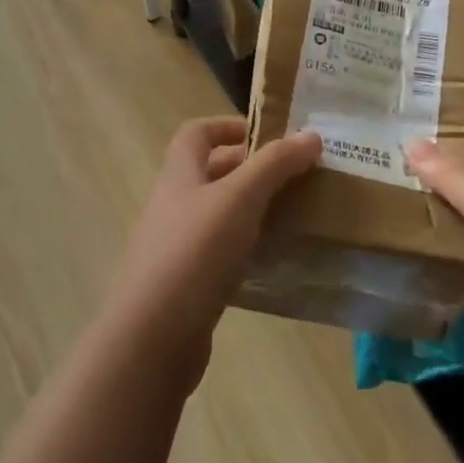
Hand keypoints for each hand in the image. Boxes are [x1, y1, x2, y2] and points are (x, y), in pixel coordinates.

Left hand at [103, 117, 320, 374]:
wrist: (153, 337)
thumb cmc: (194, 252)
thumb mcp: (239, 198)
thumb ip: (275, 165)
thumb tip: (310, 135)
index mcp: (179, 174)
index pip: (196, 133)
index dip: (228, 125)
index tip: (269, 135)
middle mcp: (172, 204)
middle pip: (210, 173)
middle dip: (251, 170)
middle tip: (294, 177)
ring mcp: (176, 245)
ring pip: (218, 215)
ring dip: (252, 211)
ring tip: (294, 216)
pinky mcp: (186, 283)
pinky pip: (220, 253)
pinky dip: (247, 250)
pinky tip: (275, 260)